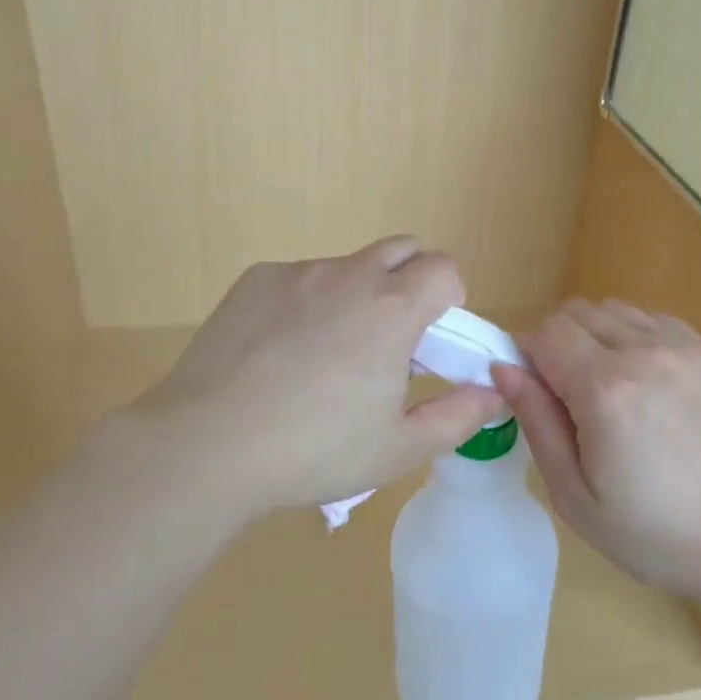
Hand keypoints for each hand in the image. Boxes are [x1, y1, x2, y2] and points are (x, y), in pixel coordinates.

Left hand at [121, 237, 506, 518]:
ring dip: (356, 294)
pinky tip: (278, 352)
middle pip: (402, 248)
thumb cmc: (313, 451)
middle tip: (390, 337)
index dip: (450, 298)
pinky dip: (307, 301)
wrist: (206, 446)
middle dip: (411, 280)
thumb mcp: (397, 448)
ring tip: (324, 355)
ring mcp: (298, 273)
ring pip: (347, 266)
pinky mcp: (255, 280)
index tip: (432, 339)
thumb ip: (457, 416)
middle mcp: (350, 275)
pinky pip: (300, 277)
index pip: (445, 268)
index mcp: (392, 309)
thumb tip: (494, 394)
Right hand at [493, 299, 700, 605]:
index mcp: (604, 390)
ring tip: (606, 388)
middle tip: (566, 395)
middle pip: (574, 312)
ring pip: (611, 309)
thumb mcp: (578, 498)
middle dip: (556, 343)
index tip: (534, 391)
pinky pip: (649, 318)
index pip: (544, 332)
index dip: (527, 355)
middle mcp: (641, 351)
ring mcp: (679, 346)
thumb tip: (504, 368)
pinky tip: (643, 380)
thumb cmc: (659, 533)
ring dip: (593, 336)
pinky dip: (630, 336)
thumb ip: (537, 424)